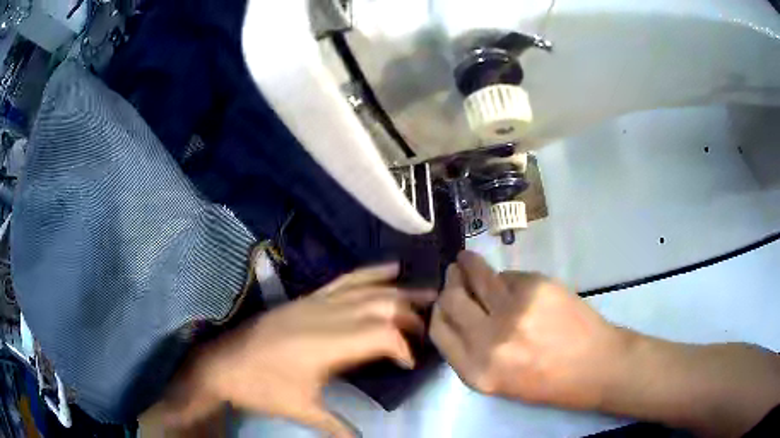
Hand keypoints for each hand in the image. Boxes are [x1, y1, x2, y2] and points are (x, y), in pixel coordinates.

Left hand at [158, 263, 435, 436]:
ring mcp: (317, 302)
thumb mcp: (302, 410)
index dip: (405, 347)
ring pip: (369, 290)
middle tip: (428, 332)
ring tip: (429, 294)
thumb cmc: (263, 388)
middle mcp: (327, 316)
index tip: (410, 365)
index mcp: (328, 344)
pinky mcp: (308, 298)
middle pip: (383, 306)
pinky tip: (391, 268)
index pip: (383, 334)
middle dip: (411, 317)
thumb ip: (337, 427)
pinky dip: (371, 272)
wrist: (223, 363)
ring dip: (401, 292)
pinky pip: (346, 279)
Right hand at [430, 251, 626, 409]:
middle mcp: (489, 341)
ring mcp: (514, 310)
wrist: (596, 365)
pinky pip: (508, 275)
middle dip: (450, 285)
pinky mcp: (536, 287)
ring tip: (466, 260)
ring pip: (476, 277)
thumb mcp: (498, 382)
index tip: (442, 301)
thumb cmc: (549, 382)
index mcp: (477, 371)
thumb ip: (472, 354)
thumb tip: (459, 316)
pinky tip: (513, 283)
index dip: (438, 311)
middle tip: (454, 275)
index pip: (438, 329)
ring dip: (467, 264)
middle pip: (450, 299)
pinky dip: (505, 278)